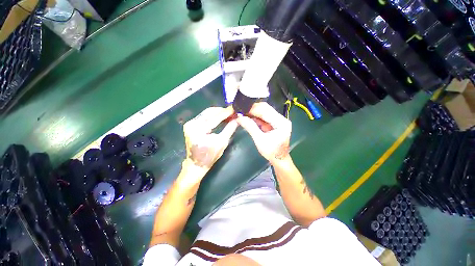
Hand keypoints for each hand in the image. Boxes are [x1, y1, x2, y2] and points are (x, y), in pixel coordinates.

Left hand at [183, 106, 237, 174]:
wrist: (196, 164)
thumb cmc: (210, 156)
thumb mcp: (222, 142)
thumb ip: (230, 129)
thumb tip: (238, 119)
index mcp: (198, 130)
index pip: (215, 117)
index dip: (226, 113)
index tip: (235, 108)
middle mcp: (192, 124)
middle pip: (210, 112)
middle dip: (222, 111)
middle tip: (232, 112)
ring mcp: (190, 123)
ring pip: (207, 113)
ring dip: (218, 112)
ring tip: (228, 114)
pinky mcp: (190, 124)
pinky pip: (204, 116)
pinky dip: (213, 115)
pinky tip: (220, 117)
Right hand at [236, 102, 291, 164]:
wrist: (279, 159)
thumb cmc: (271, 152)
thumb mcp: (259, 140)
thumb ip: (250, 127)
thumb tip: (239, 118)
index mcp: (281, 123)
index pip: (266, 111)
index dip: (253, 109)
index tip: (241, 109)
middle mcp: (282, 118)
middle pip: (266, 108)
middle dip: (253, 108)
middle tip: (241, 110)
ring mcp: (278, 120)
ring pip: (265, 110)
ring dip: (254, 111)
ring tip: (243, 112)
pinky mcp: (274, 122)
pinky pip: (264, 116)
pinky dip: (256, 116)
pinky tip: (248, 116)